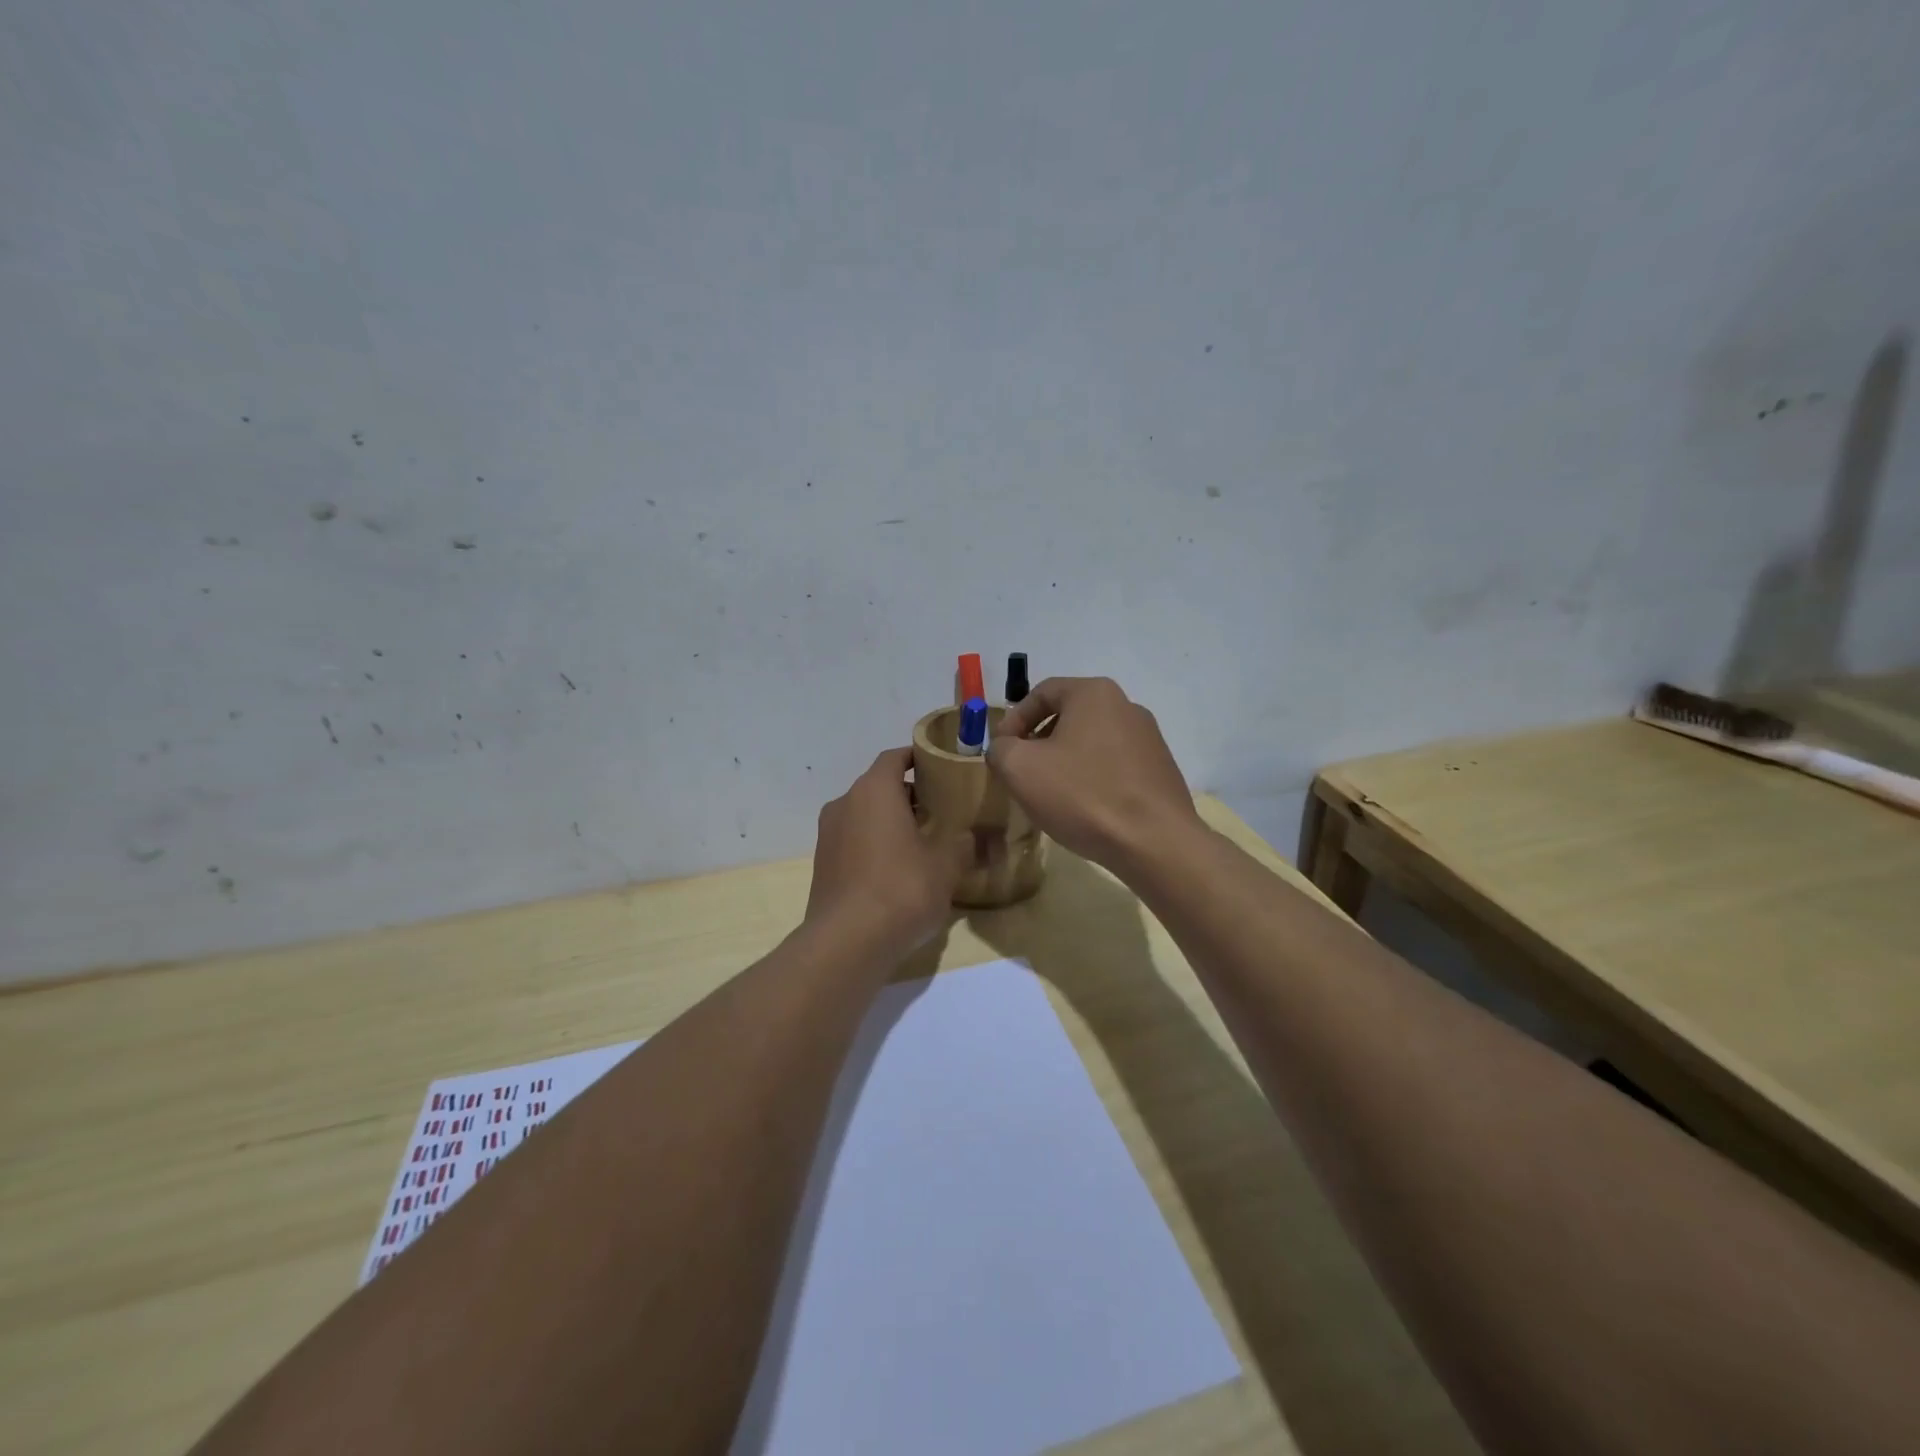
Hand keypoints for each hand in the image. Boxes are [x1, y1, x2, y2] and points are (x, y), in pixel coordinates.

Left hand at [807, 747, 969, 955]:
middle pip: (879, 786)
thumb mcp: (946, 865)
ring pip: (864, 815)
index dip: (917, 758)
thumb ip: (963, 843)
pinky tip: (897, 872)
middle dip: (908, 795)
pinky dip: (874, 845)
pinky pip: (853, 841)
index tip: (940, 768)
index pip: (894, 758)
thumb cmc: (901, 889)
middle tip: (940, 812)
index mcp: (873, 790)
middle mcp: (845, 803)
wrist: (847, 943)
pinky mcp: (823, 865)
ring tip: (922, 844)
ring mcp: (828, 835)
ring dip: (890, 822)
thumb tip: (974, 835)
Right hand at [987, 677, 1203, 870]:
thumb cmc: (1082, 795)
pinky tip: (1085, 808)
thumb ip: (1000, 748)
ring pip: (1091, 742)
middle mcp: (1126, 705)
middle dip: (1038, 742)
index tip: (1001, 752)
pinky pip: (1114, 765)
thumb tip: (1005, 747)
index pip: (1041, 693)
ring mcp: (1149, 738)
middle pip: (1068, 716)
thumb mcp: (1020, 768)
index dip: (1013, 720)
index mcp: (1094, 693)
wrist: (1154, 842)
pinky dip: (1092, 778)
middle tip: (1022, 773)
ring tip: (1051, 795)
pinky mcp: (1160, 769)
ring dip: (1065, 762)